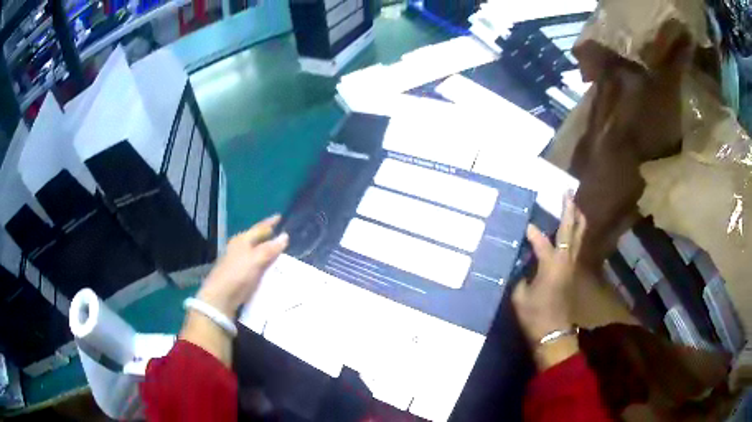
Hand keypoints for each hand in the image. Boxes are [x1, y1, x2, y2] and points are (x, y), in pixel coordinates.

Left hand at [196, 215, 288, 316]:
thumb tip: (285, 236)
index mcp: (242, 240)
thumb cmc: (237, 274)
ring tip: (279, 252)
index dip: (270, 223)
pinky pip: (255, 264)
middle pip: (256, 239)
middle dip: (268, 237)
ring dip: (266, 251)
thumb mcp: (255, 260)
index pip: (259, 228)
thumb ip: (270, 249)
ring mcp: (237, 261)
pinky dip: (263, 263)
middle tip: (282, 235)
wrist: (220, 297)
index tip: (280, 216)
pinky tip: (269, 268)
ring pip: (255, 252)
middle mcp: (238, 248)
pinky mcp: (238, 275)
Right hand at [512, 193, 585, 368]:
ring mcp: (572, 265)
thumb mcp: (520, 295)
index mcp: (551, 264)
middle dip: (569, 209)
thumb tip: (519, 261)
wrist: (554, 333)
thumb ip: (520, 274)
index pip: (541, 240)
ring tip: (573, 205)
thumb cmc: (535, 315)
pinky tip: (571, 229)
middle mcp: (566, 260)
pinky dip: (576, 232)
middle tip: (567, 193)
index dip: (531, 230)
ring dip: (577, 219)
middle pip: (571, 229)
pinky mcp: (573, 271)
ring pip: (580, 235)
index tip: (522, 223)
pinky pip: (577, 245)